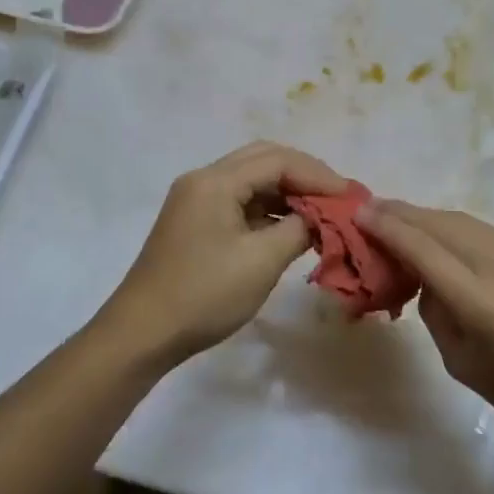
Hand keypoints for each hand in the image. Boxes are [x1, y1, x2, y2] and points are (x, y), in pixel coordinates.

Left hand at [106, 141, 347, 364]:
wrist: (143, 333)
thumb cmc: (204, 295)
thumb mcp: (261, 262)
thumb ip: (298, 229)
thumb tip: (320, 217)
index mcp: (215, 181)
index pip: (277, 160)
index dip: (318, 175)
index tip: (350, 197)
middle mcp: (203, 180)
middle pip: (263, 160)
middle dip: (304, 176)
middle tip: (338, 198)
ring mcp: (196, 200)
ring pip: (252, 180)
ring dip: (287, 192)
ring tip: (322, 213)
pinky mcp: (195, 222)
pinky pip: (240, 202)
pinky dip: (268, 210)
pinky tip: (291, 228)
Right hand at [358, 201, 493, 450]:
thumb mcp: (464, 366)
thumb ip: (437, 313)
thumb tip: (425, 277)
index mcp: (482, 303)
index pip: (422, 248)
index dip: (387, 227)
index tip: (358, 213)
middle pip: (440, 223)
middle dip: (401, 213)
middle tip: (371, 210)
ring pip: (463, 221)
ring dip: (427, 218)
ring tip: (399, 220)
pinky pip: (484, 231)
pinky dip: (454, 229)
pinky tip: (441, 238)